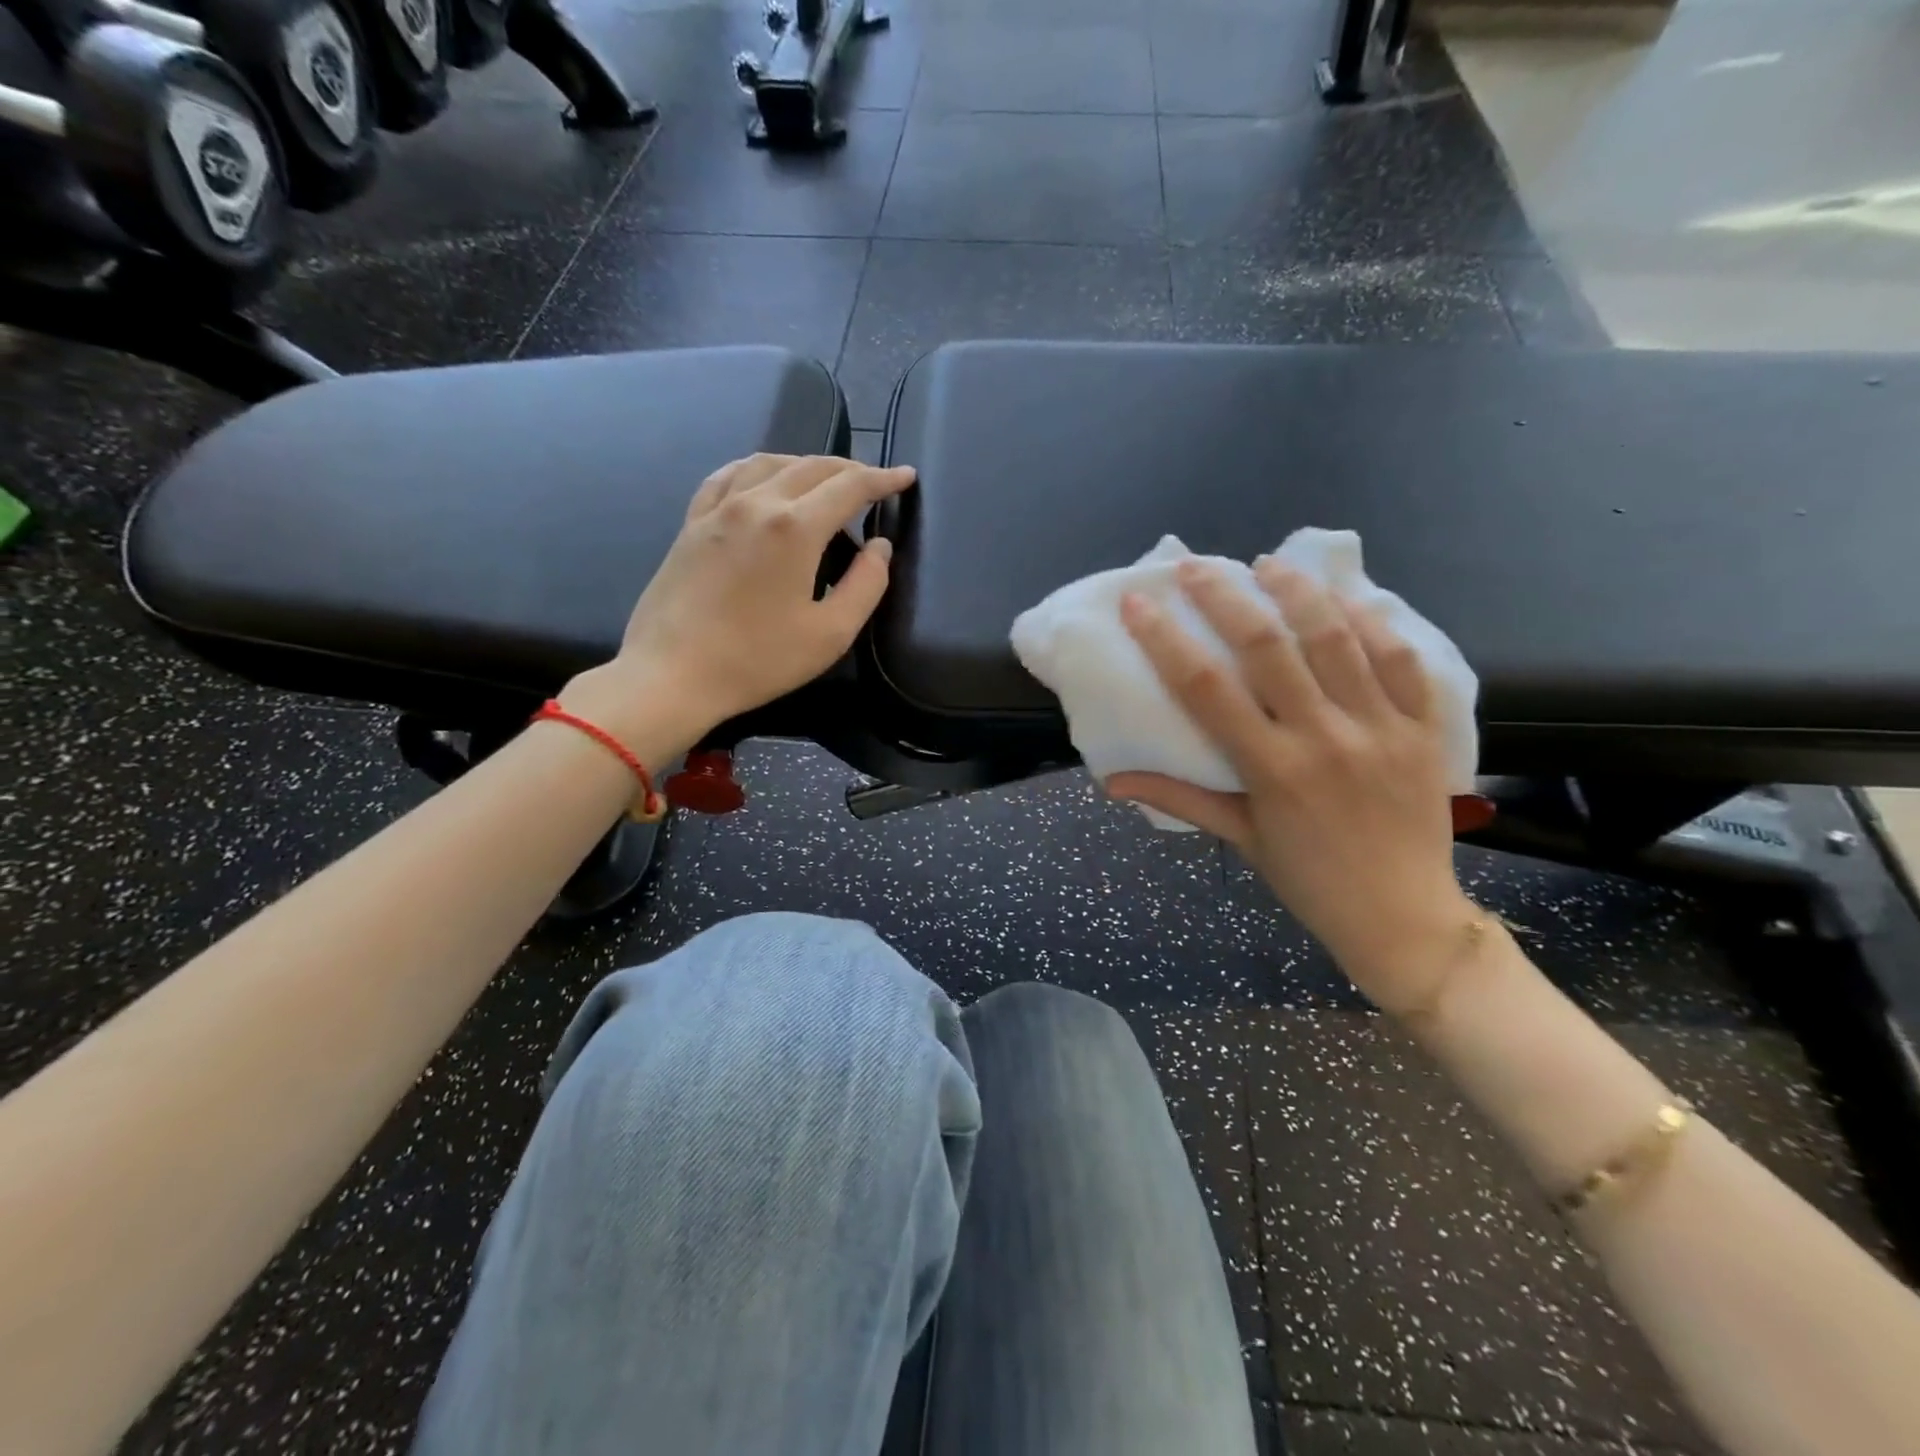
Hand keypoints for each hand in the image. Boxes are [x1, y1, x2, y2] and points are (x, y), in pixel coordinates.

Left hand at [564, 454, 913, 752]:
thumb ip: (866, 585)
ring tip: (825, 479)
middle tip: (873, 482)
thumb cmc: (758, 661)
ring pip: (769, 462)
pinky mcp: (692, 523)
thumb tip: (880, 547)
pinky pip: (728, 476)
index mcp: (795, 527)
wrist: (672, 675)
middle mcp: (756, 502)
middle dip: (849, 468)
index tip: (906, 477)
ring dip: (806, 463)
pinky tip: (763, 478)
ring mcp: (718, 509)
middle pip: (811, 466)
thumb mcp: (830, 634)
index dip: (883, 479)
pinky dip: (758, 468)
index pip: (850, 486)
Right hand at [1106, 557, 1475, 1013]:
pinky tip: (1345, 597)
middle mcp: (1325, 738)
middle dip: (1226, 597)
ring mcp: (1381, 728)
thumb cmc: (1309, 880)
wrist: (1404, 917)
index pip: (1207, 689)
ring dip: (1298, 592)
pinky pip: (1402, 658)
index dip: (1166, 639)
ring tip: (1269, 564)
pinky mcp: (1424, 728)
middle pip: (1269, 647)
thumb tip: (1113, 782)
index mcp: (1272, 769)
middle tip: (1196, 567)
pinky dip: (1372, 620)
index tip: (1140, 602)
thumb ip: (1179, 799)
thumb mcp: (1240, 838)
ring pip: (1338, 638)